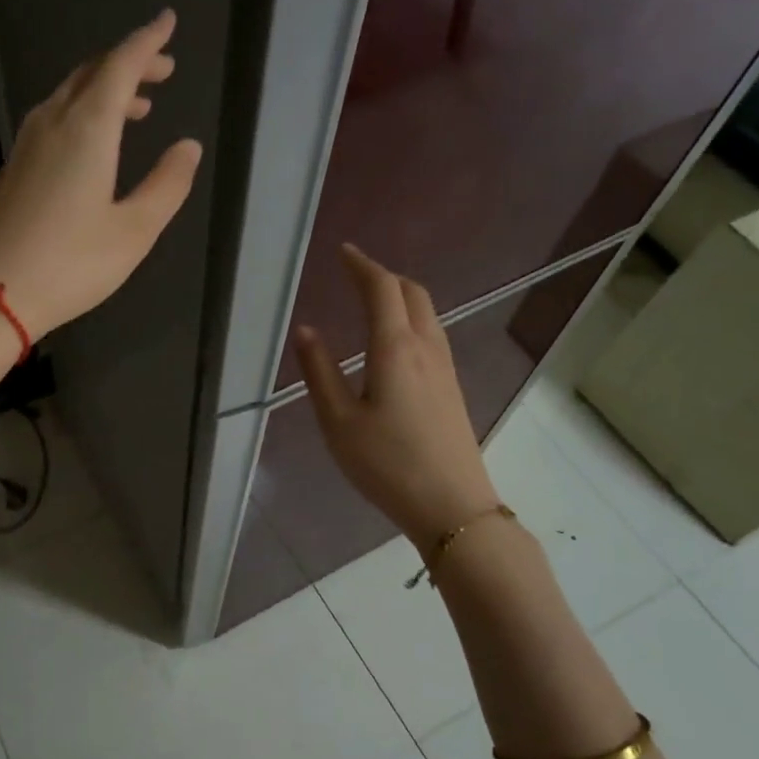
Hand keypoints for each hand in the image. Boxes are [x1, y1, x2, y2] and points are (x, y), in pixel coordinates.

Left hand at [0, 9, 200, 340]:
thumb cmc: (70, 265)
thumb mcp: (133, 232)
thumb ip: (166, 185)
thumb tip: (187, 147)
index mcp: (87, 129)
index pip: (121, 66)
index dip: (147, 42)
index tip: (167, 21)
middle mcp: (52, 123)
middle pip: (92, 74)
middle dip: (128, 63)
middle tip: (161, 68)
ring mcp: (25, 144)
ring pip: (68, 96)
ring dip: (104, 89)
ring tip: (136, 106)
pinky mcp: (12, 168)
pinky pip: (52, 119)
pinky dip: (82, 113)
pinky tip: (92, 142)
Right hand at [294, 244, 498, 554]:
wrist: (452, 506)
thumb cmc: (387, 465)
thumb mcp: (338, 422)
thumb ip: (319, 373)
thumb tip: (306, 331)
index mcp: (395, 349)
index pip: (382, 290)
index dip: (362, 265)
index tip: (343, 252)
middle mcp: (426, 348)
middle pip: (412, 293)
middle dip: (384, 276)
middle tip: (355, 274)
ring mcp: (445, 368)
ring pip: (427, 313)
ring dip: (401, 296)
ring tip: (373, 300)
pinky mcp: (452, 387)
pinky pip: (432, 333)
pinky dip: (411, 318)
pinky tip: (395, 342)